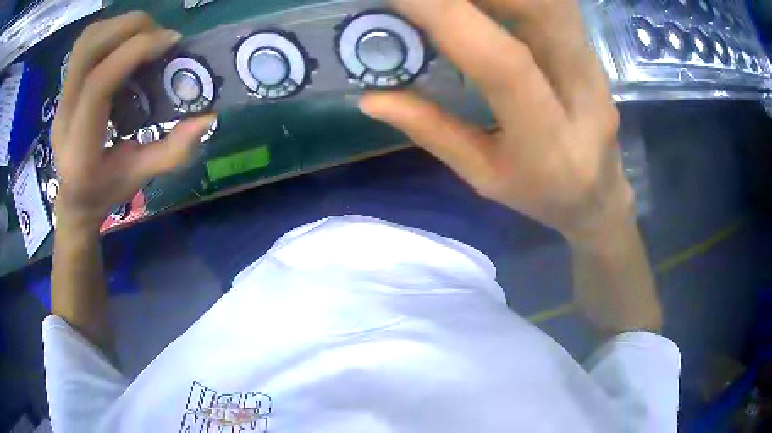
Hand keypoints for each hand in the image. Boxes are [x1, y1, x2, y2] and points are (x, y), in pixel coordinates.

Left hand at [52, 12, 214, 231]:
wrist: (73, 199)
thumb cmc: (104, 192)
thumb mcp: (140, 178)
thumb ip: (173, 151)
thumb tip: (208, 117)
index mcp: (80, 147)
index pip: (98, 85)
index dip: (135, 52)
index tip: (171, 43)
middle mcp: (64, 116)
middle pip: (88, 49)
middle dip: (129, 28)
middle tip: (158, 36)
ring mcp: (62, 98)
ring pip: (85, 41)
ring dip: (119, 26)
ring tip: (144, 37)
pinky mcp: (66, 86)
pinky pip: (86, 45)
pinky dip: (111, 32)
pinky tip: (127, 46)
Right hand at [361, 0, 632, 241]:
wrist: (599, 195)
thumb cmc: (541, 193)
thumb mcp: (483, 176)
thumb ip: (432, 132)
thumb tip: (371, 97)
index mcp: (550, 142)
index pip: (503, 64)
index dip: (449, 18)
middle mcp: (583, 93)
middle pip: (541, 11)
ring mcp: (594, 66)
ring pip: (552, 1)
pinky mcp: (591, 50)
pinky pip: (555, 4)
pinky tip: (488, 0)